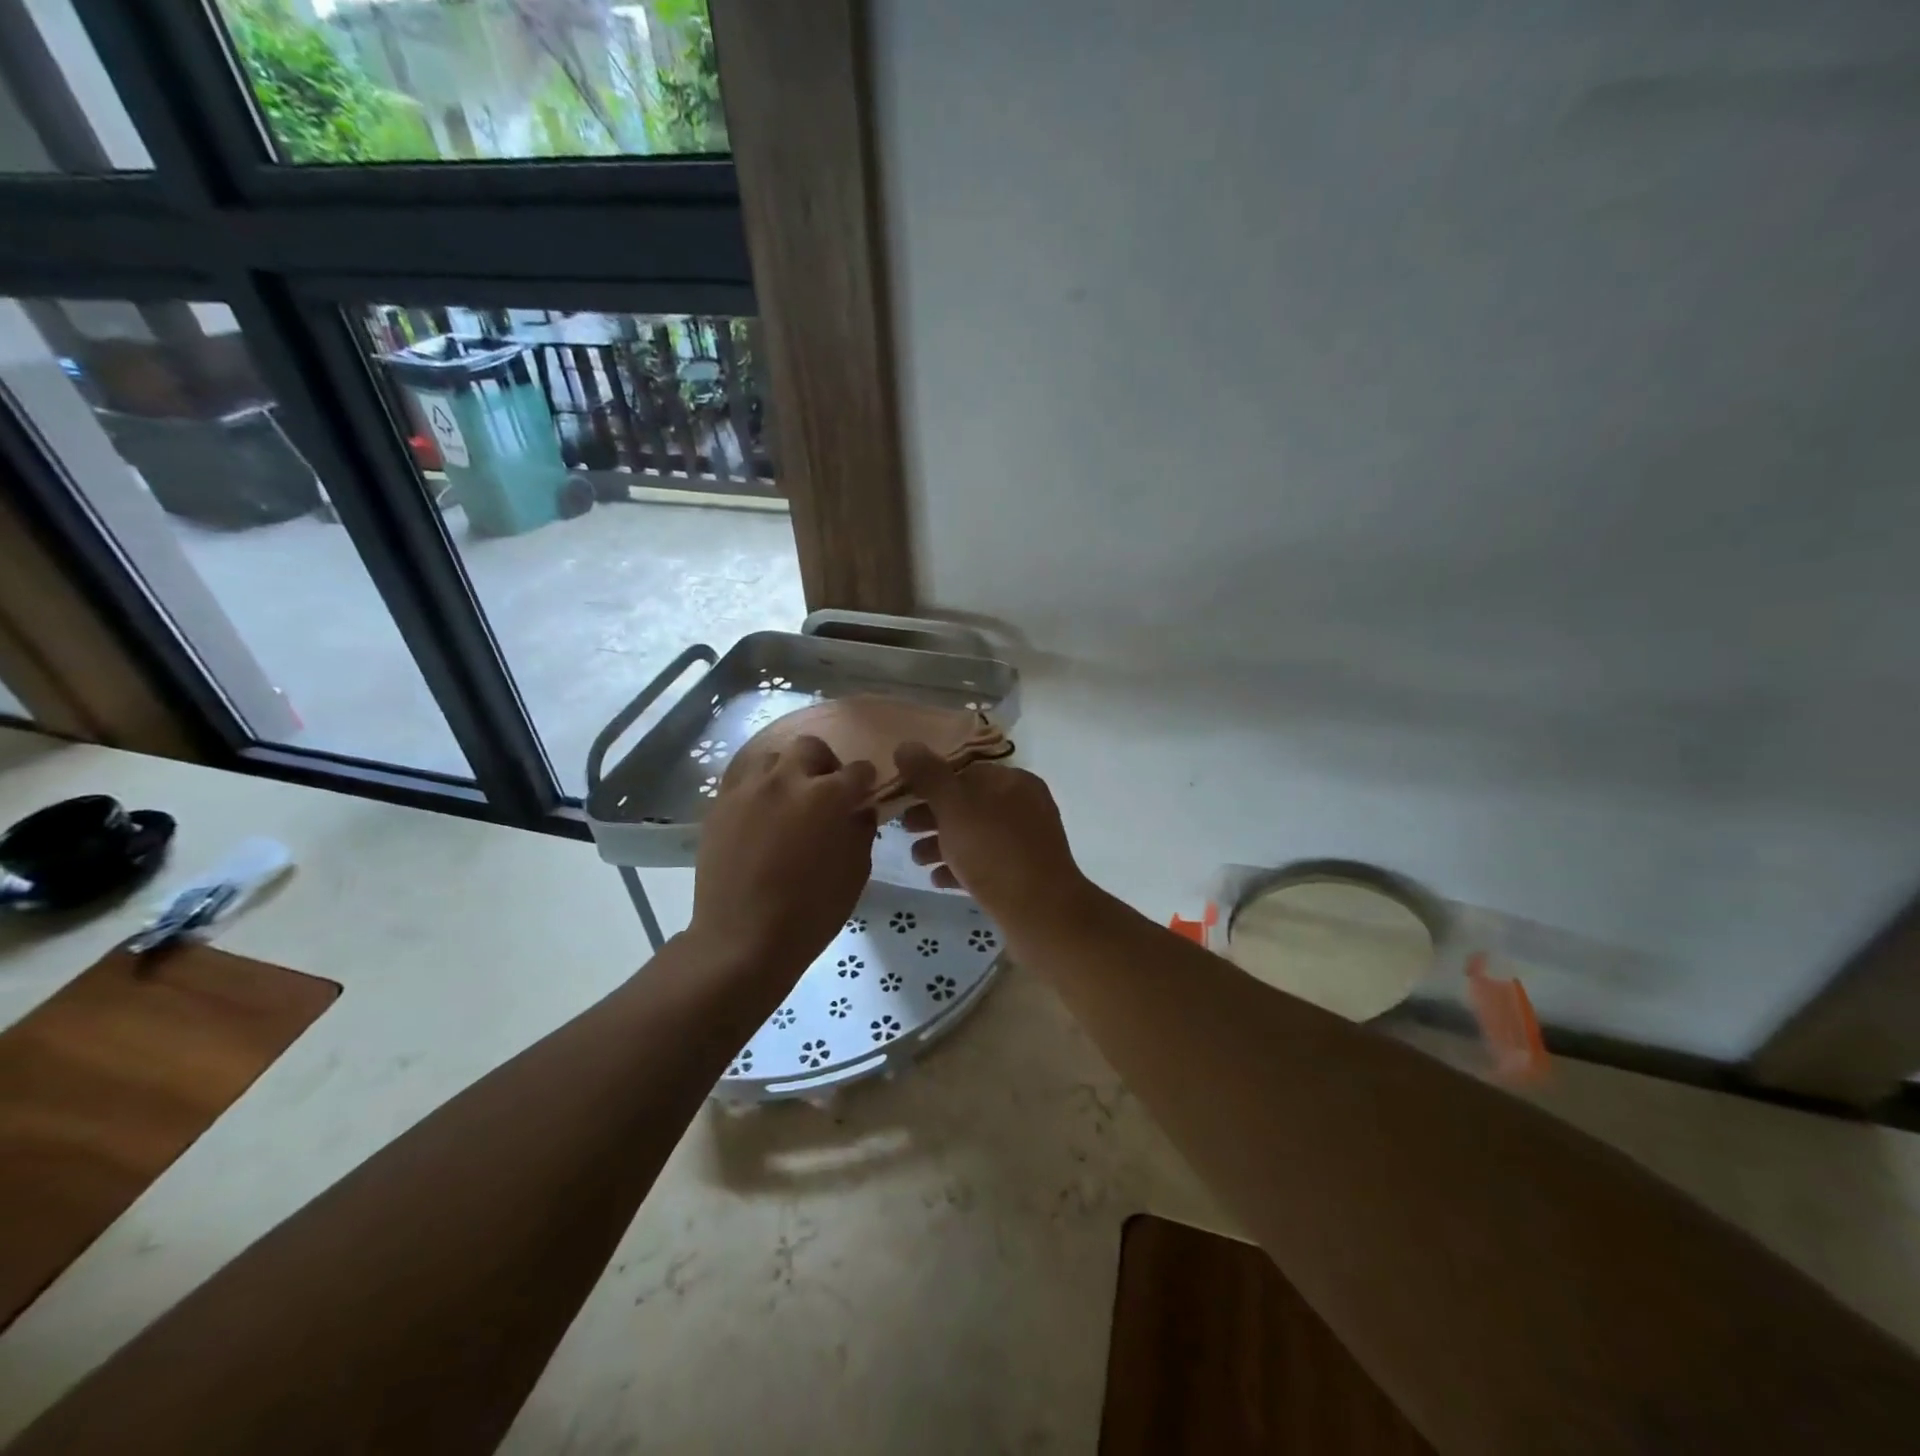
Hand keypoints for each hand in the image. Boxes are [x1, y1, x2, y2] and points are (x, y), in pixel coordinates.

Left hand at [689, 736, 875, 985]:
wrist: (742, 939)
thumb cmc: (811, 912)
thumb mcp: (855, 873)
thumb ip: (861, 830)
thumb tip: (859, 809)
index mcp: (827, 796)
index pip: (857, 771)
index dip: (866, 782)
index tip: (865, 793)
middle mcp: (786, 780)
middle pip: (810, 748)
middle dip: (824, 764)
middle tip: (825, 792)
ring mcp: (747, 790)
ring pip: (771, 758)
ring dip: (787, 772)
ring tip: (789, 800)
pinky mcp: (719, 806)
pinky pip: (743, 781)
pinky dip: (758, 790)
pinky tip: (762, 815)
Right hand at [893, 743, 1092, 937]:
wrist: (1041, 913)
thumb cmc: (995, 851)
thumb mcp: (955, 807)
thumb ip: (929, 776)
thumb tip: (906, 745)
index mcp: (1014, 781)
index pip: (966, 771)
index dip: (930, 782)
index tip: (901, 797)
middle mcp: (1024, 806)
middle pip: (968, 804)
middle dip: (932, 816)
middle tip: (902, 829)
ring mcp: (1025, 842)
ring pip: (974, 835)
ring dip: (941, 844)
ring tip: (916, 859)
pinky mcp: (1023, 875)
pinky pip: (985, 864)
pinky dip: (960, 867)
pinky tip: (937, 879)